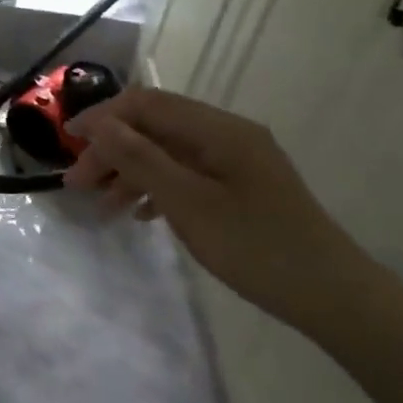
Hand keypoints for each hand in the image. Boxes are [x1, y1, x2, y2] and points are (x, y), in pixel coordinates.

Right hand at [65, 88, 374, 332]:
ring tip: (102, 205)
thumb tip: (99, 124)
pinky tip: (140, 214)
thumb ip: (140, 159)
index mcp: (217, 129)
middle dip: (112, 149)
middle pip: (154, 126)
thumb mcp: (189, 203)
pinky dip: (157, 186)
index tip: (68, 142)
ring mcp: (236, 160)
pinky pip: (187, 173)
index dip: (102, 117)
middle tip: (79, 185)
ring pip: (167, 151)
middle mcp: (226, 134)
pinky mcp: (241, 186)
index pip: (146, 103)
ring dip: (130, 170)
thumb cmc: (257, 247)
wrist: (335, 298)